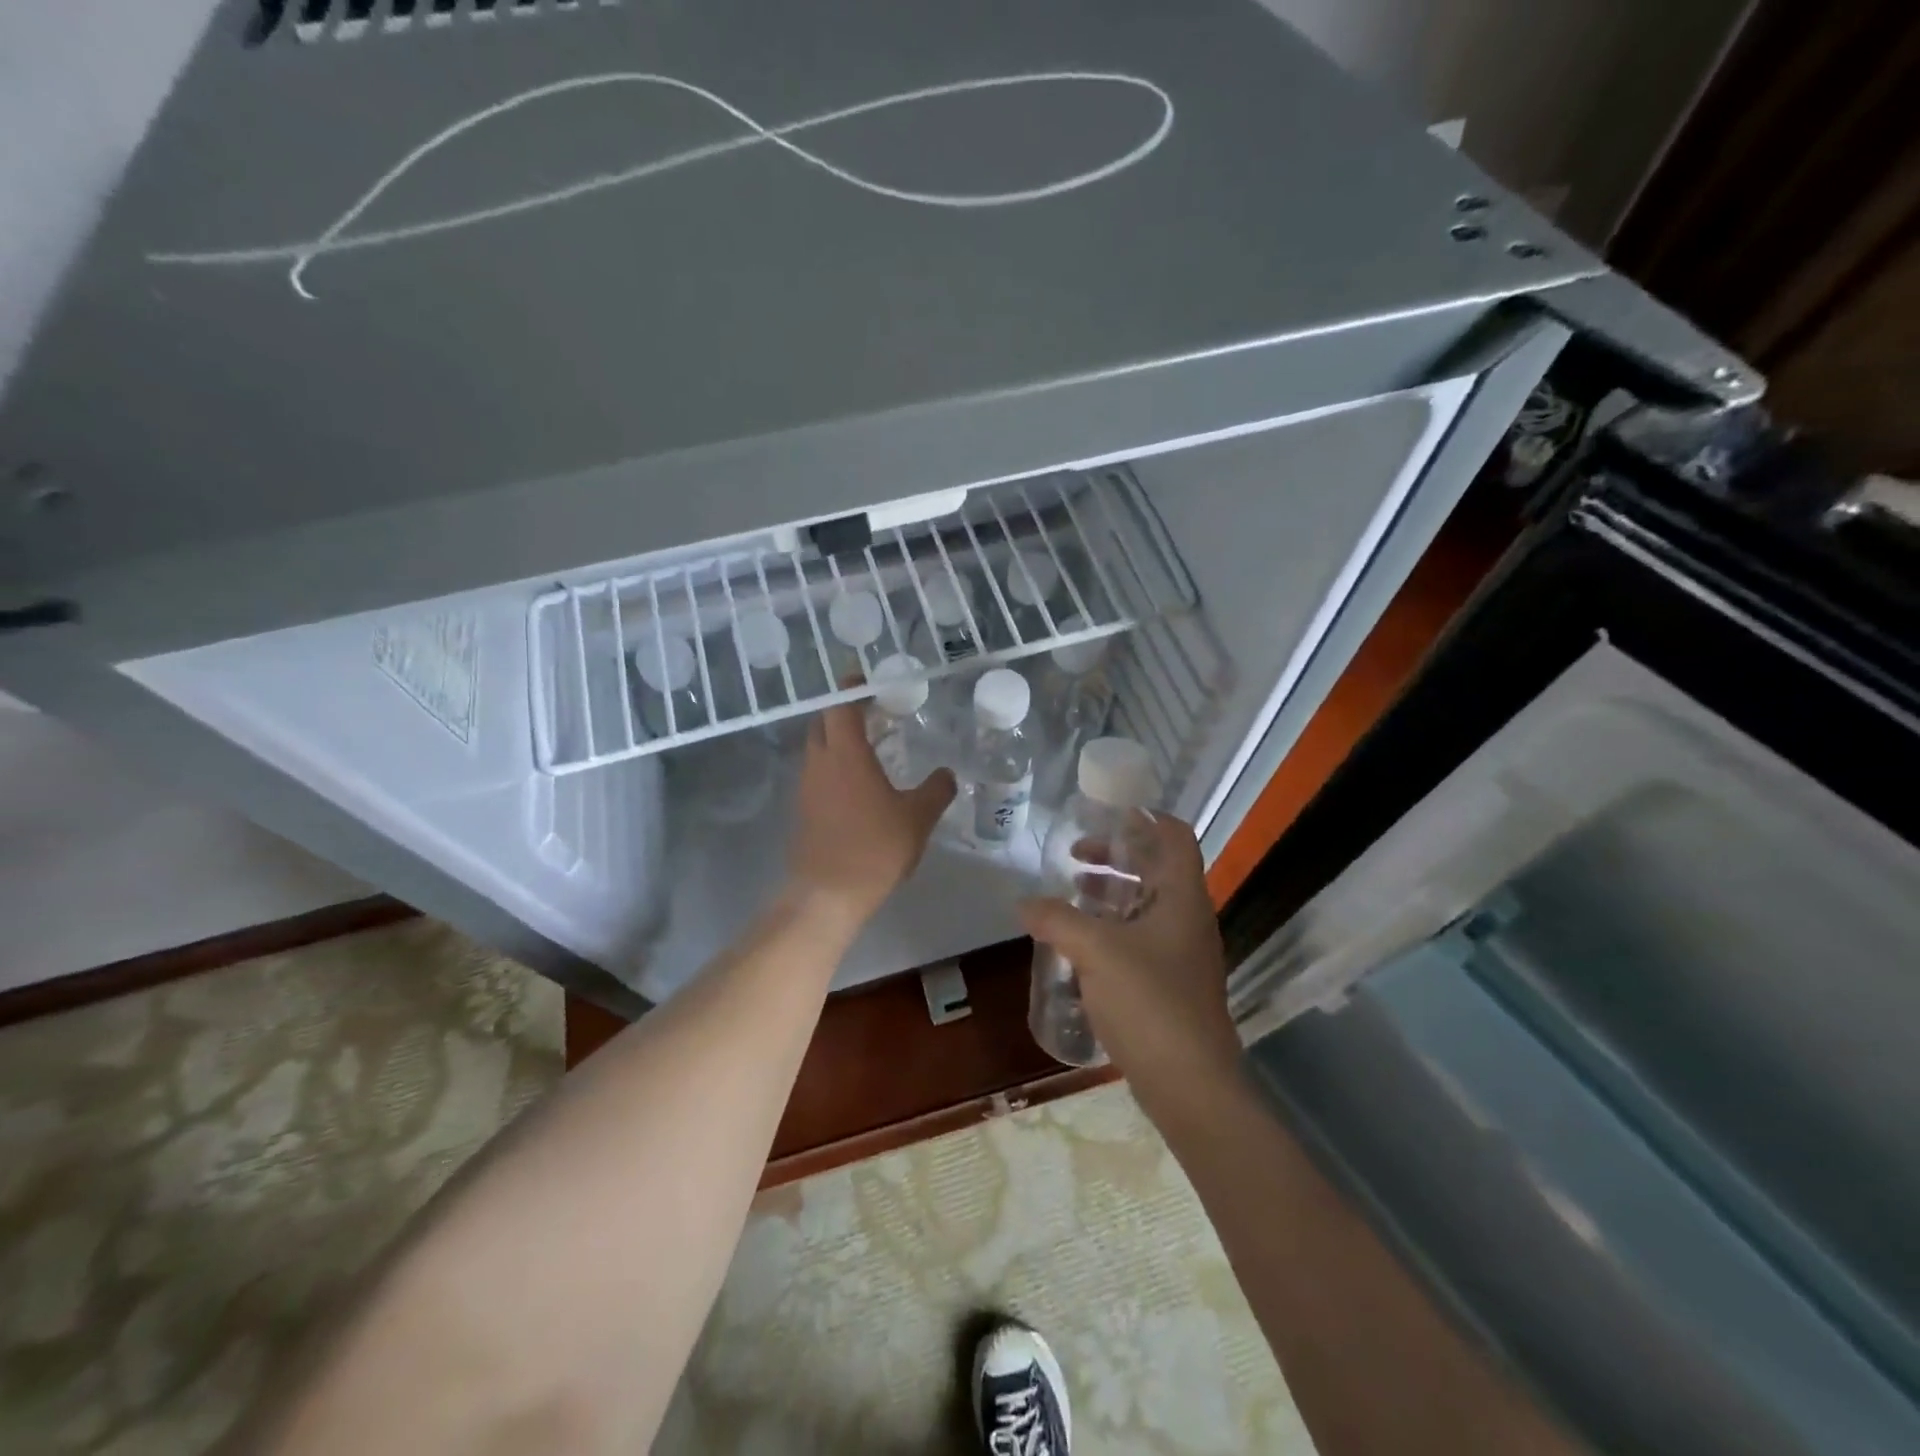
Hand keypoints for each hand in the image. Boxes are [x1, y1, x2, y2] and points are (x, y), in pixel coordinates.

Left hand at [787, 701, 955, 926]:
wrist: (829, 894)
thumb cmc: (875, 848)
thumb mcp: (918, 818)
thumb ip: (937, 790)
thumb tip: (947, 774)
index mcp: (846, 753)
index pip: (840, 705)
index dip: (852, 688)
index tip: (868, 680)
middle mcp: (820, 762)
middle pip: (824, 722)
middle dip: (844, 712)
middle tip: (874, 712)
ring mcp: (807, 786)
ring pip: (818, 748)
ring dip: (839, 740)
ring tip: (871, 746)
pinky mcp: (804, 809)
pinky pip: (817, 773)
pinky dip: (834, 765)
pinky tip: (859, 783)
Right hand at [1019, 814, 1239, 1096]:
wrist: (1190, 1084)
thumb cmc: (1149, 1002)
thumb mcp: (1095, 951)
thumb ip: (1056, 919)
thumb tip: (1023, 902)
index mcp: (1181, 897)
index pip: (1175, 836)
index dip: (1145, 817)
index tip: (1106, 814)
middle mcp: (1187, 918)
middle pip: (1157, 868)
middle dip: (1117, 856)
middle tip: (1076, 855)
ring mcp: (1181, 953)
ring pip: (1147, 905)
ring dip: (1112, 893)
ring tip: (1073, 894)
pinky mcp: (1170, 983)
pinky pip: (1141, 938)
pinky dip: (1113, 928)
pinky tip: (1080, 943)